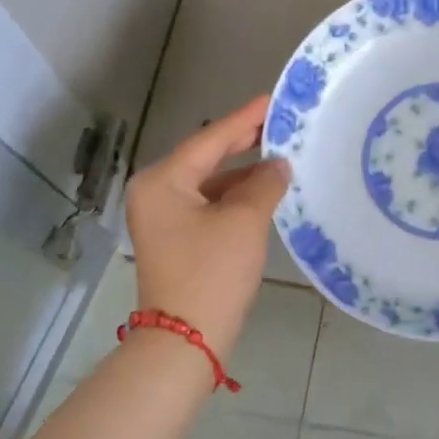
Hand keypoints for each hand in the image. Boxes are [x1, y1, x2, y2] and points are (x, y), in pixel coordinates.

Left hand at [125, 97, 290, 362]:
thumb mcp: (244, 222)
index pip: (211, 139)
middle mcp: (156, 192)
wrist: (186, 340)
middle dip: (244, 142)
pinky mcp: (177, 238)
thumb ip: (264, 184)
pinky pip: (208, 204)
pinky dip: (235, 197)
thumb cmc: (212, 273)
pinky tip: (264, 191)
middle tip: (281, 122)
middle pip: (206, 157)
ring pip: (209, 182)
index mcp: (163, 181)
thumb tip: (278, 164)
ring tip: (281, 155)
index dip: (246, 118)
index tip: (274, 99)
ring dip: (243, 172)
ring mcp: (164, 217)